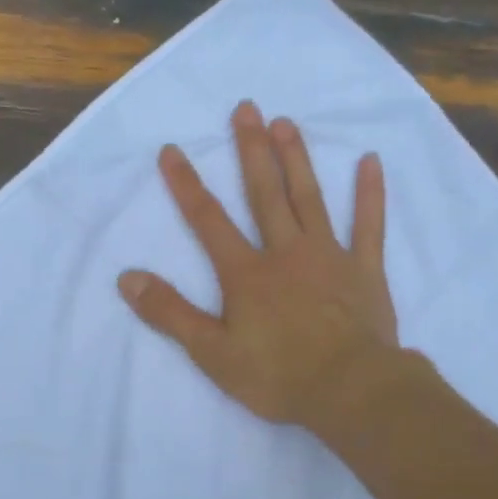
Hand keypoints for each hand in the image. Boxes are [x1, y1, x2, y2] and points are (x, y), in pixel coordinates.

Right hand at [118, 101, 398, 429]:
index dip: (187, 185)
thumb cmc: (278, 376)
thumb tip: (127, 278)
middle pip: (264, 193)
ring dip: (297, 159)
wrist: (350, 390)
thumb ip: (170, 313)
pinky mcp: (365, 270)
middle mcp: (285, 252)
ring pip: (309, 198)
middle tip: (245, 108)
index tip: (172, 150)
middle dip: (250, 151)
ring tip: (286, 122)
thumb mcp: (212, 353)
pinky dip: (370, 194)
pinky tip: (370, 161)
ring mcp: (329, 256)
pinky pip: (369, 225)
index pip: (209, 220)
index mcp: (246, 273)